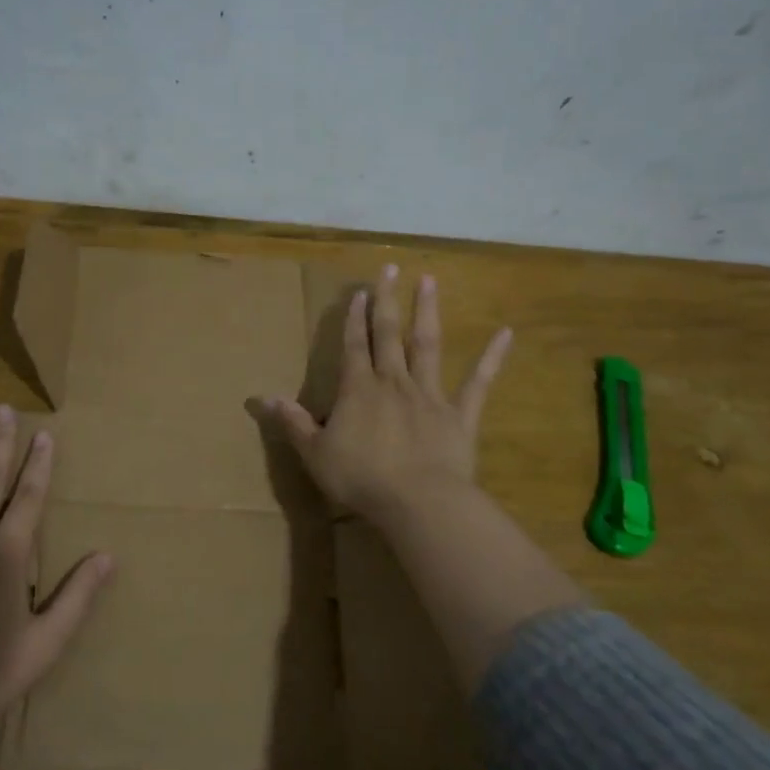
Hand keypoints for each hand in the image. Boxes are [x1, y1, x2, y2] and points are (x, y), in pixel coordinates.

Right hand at [269, 264, 511, 523]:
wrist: (417, 502)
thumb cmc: (361, 478)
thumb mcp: (315, 453)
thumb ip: (293, 423)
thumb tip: (263, 398)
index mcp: (358, 390)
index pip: (354, 346)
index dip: (354, 318)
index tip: (358, 292)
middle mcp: (394, 382)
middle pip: (389, 334)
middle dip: (387, 301)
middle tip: (390, 268)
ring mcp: (430, 395)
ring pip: (428, 346)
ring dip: (427, 312)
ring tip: (429, 281)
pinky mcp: (460, 415)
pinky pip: (478, 383)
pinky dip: (492, 358)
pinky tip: (506, 333)